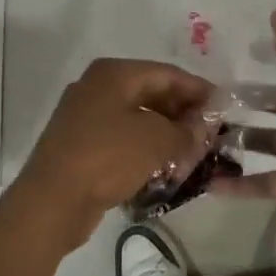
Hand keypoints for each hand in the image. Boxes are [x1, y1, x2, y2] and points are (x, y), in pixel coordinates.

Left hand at [5, 57, 215, 253]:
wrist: (51, 201)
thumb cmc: (107, 157)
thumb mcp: (156, 141)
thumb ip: (186, 130)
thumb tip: (203, 127)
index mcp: (114, 74)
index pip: (167, 73)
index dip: (198, 89)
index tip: (224, 107)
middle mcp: (97, 87)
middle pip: (151, 93)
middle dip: (183, 113)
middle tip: (210, 133)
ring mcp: (85, 116)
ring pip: (137, 118)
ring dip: (166, 133)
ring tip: (193, 153)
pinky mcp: (81, 144)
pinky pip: (122, 138)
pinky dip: (145, 148)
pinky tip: (165, 167)